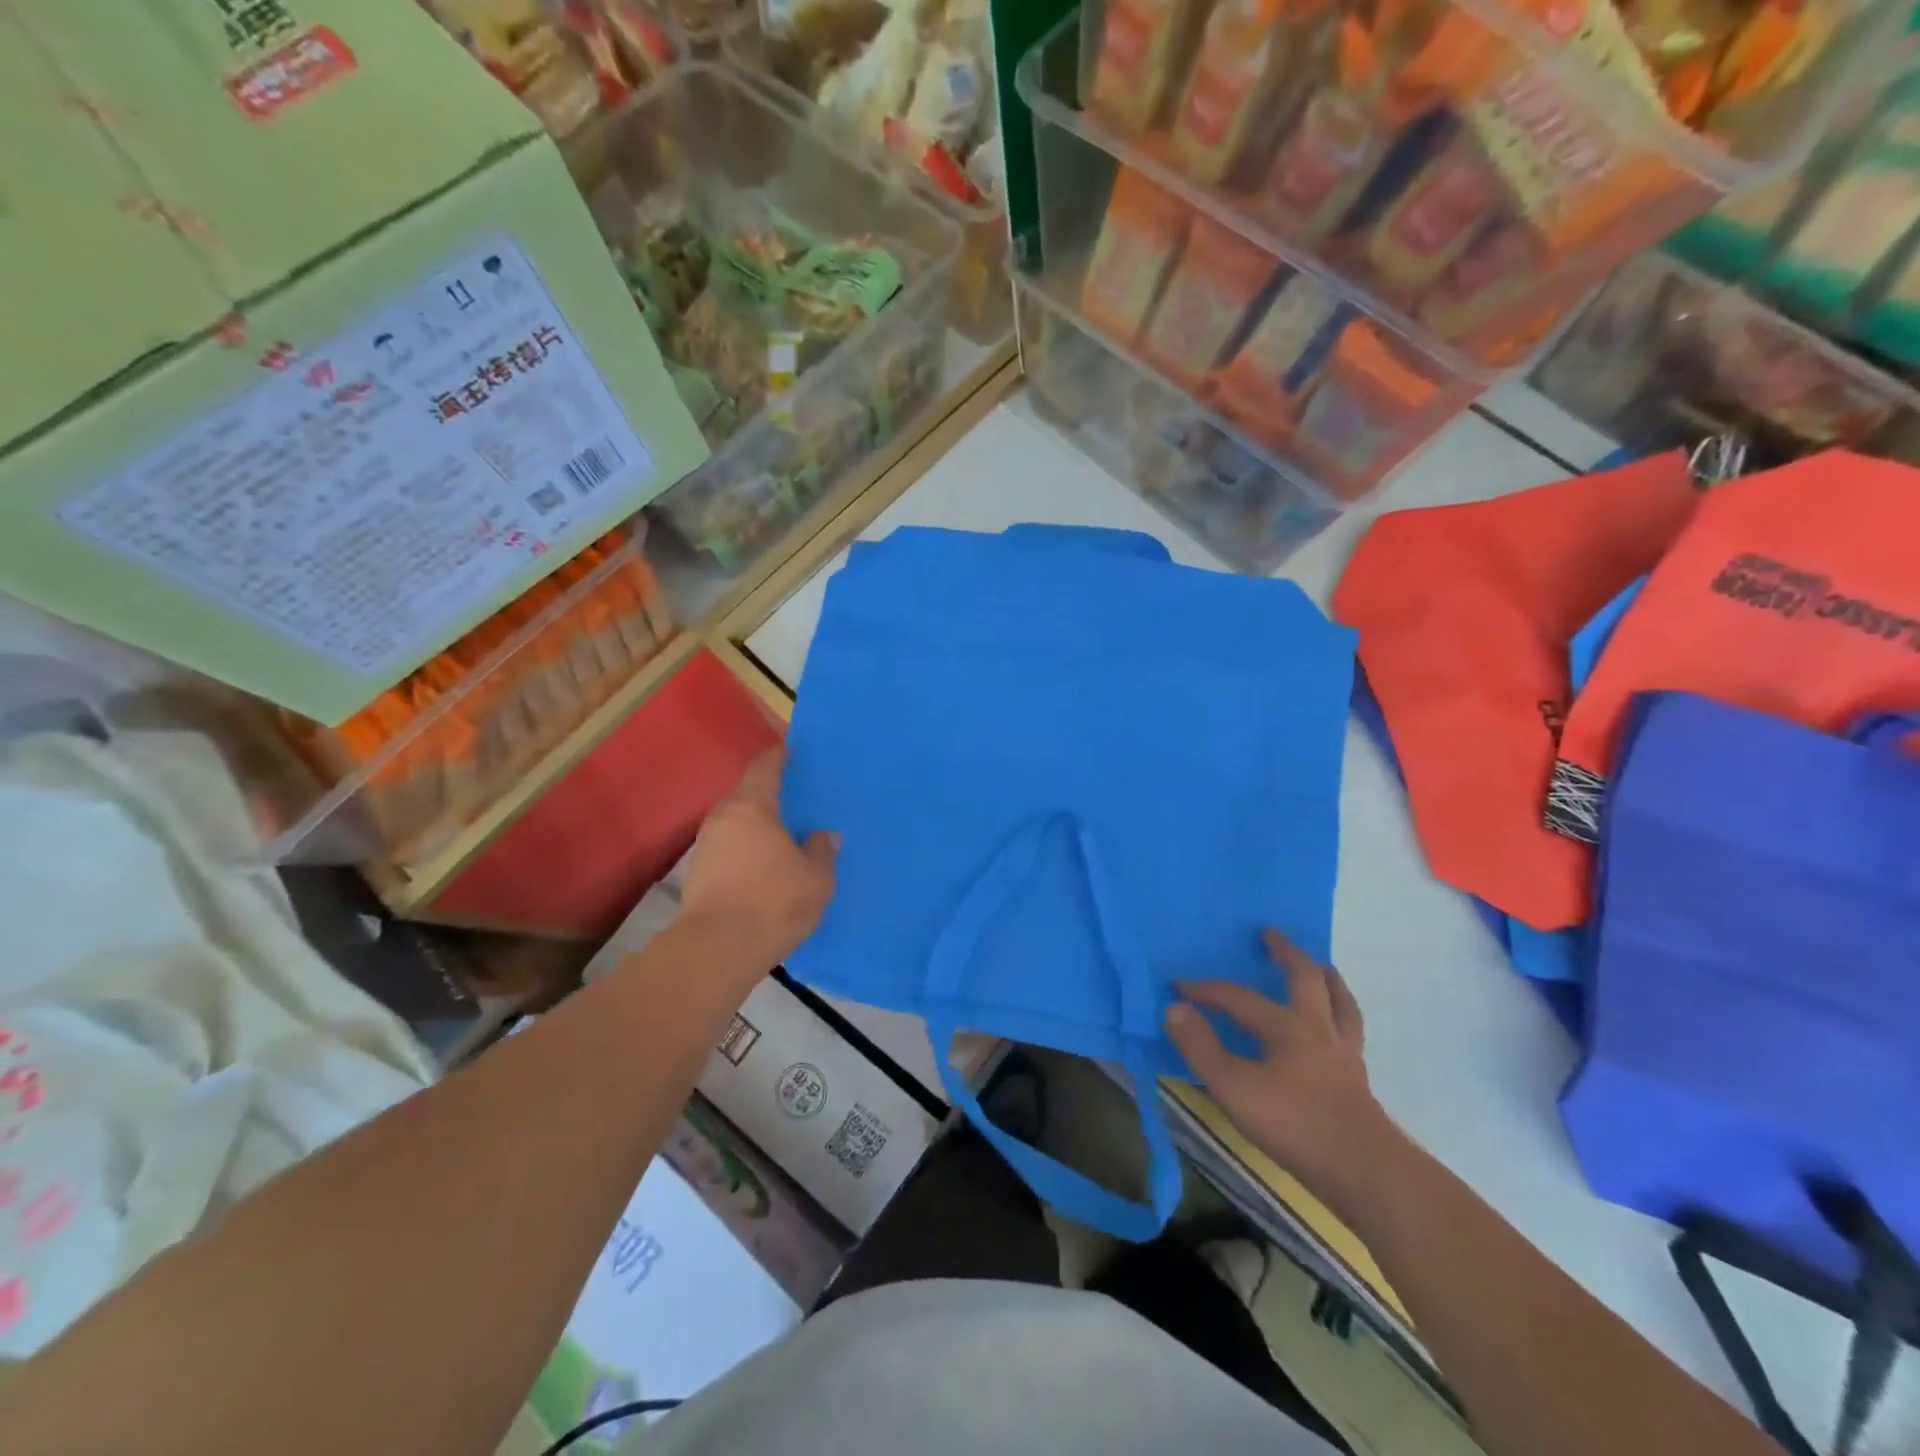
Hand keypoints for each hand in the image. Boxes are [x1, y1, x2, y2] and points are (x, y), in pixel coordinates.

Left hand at [680, 750, 837, 971]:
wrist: (717, 950)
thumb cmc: (773, 901)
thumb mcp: (816, 878)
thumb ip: (821, 850)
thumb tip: (824, 835)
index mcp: (752, 806)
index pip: (765, 767)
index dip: (780, 756)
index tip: (794, 751)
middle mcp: (723, 818)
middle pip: (747, 794)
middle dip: (770, 794)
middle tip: (796, 799)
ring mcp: (705, 846)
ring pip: (736, 824)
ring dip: (756, 826)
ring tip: (783, 835)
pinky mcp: (698, 875)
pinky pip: (729, 848)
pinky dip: (746, 849)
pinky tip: (764, 865)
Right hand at [1165, 929, 1396, 1215]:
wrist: (1365, 1170)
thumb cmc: (1294, 1125)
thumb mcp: (1233, 1088)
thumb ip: (1201, 1047)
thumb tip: (1174, 1008)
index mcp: (1286, 1027)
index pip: (1238, 998)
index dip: (1205, 990)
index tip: (1178, 986)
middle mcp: (1318, 1028)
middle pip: (1305, 978)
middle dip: (1285, 953)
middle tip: (1269, 933)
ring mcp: (1344, 1051)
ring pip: (1339, 1001)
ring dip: (1326, 978)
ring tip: (1320, 966)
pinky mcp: (1358, 1077)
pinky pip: (1350, 1030)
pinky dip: (1342, 1014)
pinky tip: (1337, 1023)